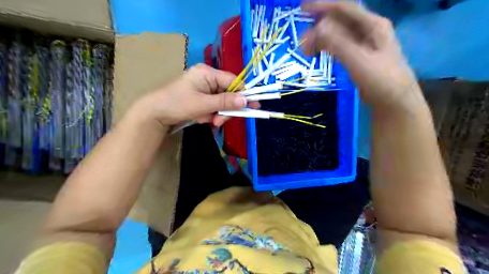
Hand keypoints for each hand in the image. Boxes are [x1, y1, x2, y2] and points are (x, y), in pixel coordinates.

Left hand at [133, 63, 256, 126]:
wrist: (154, 114)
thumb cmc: (177, 104)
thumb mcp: (203, 104)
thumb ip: (225, 102)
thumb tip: (246, 100)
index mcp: (207, 73)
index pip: (233, 81)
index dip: (243, 94)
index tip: (253, 106)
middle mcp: (207, 77)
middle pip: (228, 93)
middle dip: (226, 109)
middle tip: (220, 121)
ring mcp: (203, 88)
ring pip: (221, 101)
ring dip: (218, 114)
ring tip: (209, 122)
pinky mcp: (200, 97)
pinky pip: (213, 105)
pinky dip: (211, 114)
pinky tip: (202, 119)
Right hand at [302, 1, 424, 109]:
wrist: (394, 101)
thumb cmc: (381, 80)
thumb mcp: (359, 60)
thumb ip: (339, 43)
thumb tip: (318, 26)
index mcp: (373, 25)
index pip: (344, 8)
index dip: (323, 6)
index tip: (302, 8)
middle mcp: (368, 30)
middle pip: (339, 21)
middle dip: (318, 26)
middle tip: (301, 40)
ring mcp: (363, 44)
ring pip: (337, 35)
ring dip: (321, 39)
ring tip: (306, 51)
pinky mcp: (358, 56)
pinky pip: (339, 46)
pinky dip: (327, 48)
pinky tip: (318, 53)